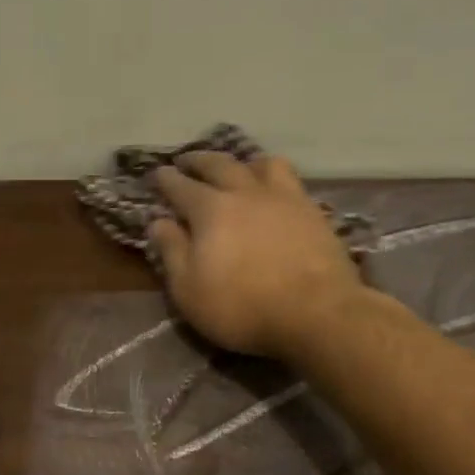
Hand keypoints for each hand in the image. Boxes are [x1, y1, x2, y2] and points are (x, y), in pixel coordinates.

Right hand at [151, 153, 371, 359]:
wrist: (317, 313)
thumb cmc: (241, 306)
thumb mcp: (189, 289)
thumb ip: (172, 251)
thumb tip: (158, 222)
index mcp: (210, 210)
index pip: (181, 186)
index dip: (167, 179)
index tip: (158, 173)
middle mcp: (245, 193)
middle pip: (219, 165)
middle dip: (199, 161)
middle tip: (187, 160)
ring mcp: (283, 198)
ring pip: (261, 164)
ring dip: (242, 162)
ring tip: (237, 168)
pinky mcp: (313, 211)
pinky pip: (290, 180)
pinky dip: (273, 177)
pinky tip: (274, 190)